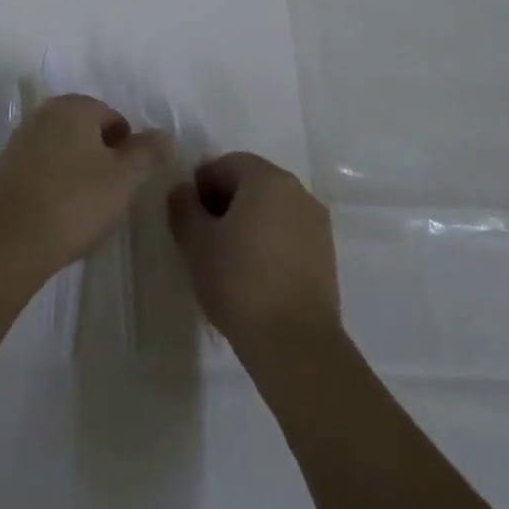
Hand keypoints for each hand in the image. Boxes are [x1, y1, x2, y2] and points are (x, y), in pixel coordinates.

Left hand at [0, 96, 170, 280]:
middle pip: (85, 130)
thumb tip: (164, 135)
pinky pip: (42, 168)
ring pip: (63, 149)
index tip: (130, 179)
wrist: (10, 240)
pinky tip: (61, 212)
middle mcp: (45, 113)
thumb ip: (147, 153)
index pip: (112, 116)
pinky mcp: (6, 168)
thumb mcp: (125, 178)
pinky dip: (56, 182)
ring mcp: (21, 139)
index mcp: (74, 106)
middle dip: (102, 156)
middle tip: (113, 192)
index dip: (127, 146)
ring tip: (88, 207)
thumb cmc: (76, 201)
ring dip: (79, 170)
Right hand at [167, 153, 339, 355]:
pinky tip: (253, 275)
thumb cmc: (240, 281)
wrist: (296, 344)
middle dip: (224, 202)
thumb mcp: (196, 242)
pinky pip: (289, 234)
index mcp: (267, 178)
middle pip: (252, 183)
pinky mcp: (326, 256)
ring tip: (226, 259)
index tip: (187, 215)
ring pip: (272, 210)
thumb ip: (183, 207)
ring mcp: (317, 224)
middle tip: (202, 236)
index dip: (201, 185)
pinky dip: (268, 243)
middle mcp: (298, 191)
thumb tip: (182, 191)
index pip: (226, 164)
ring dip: (247, 223)